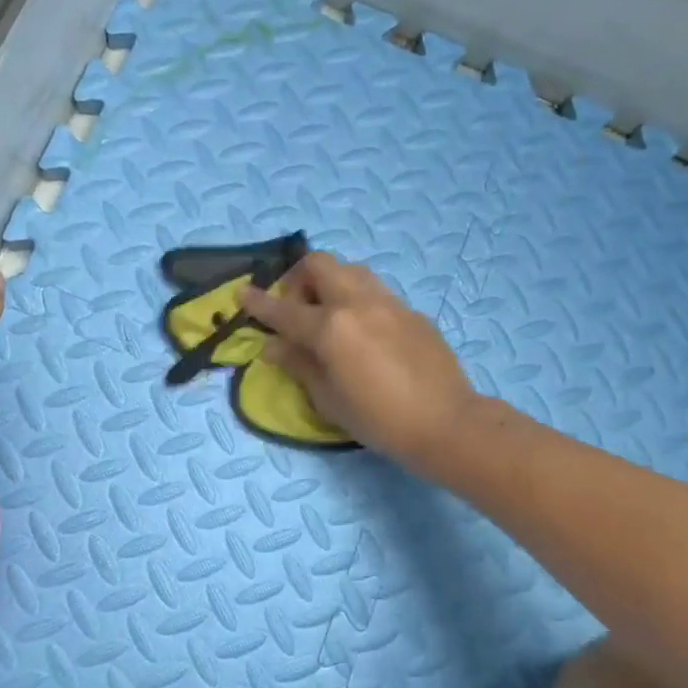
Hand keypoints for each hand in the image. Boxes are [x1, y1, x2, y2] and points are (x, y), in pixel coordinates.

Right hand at [238, 251, 476, 474]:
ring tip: (330, 317)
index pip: (284, 309)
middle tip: (298, 311)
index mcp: (331, 328)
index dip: (259, 303)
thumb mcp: (328, 400)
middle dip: (300, 279)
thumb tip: (273, 346)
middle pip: (320, 264)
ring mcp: (389, 303)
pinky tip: (365, 334)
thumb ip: (299, 365)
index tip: (242, 294)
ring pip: (352, 270)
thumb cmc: (378, 420)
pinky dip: (359, 301)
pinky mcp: (412, 312)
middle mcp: (358, 303)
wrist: (445, 423)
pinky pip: (376, 292)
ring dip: (332, 283)